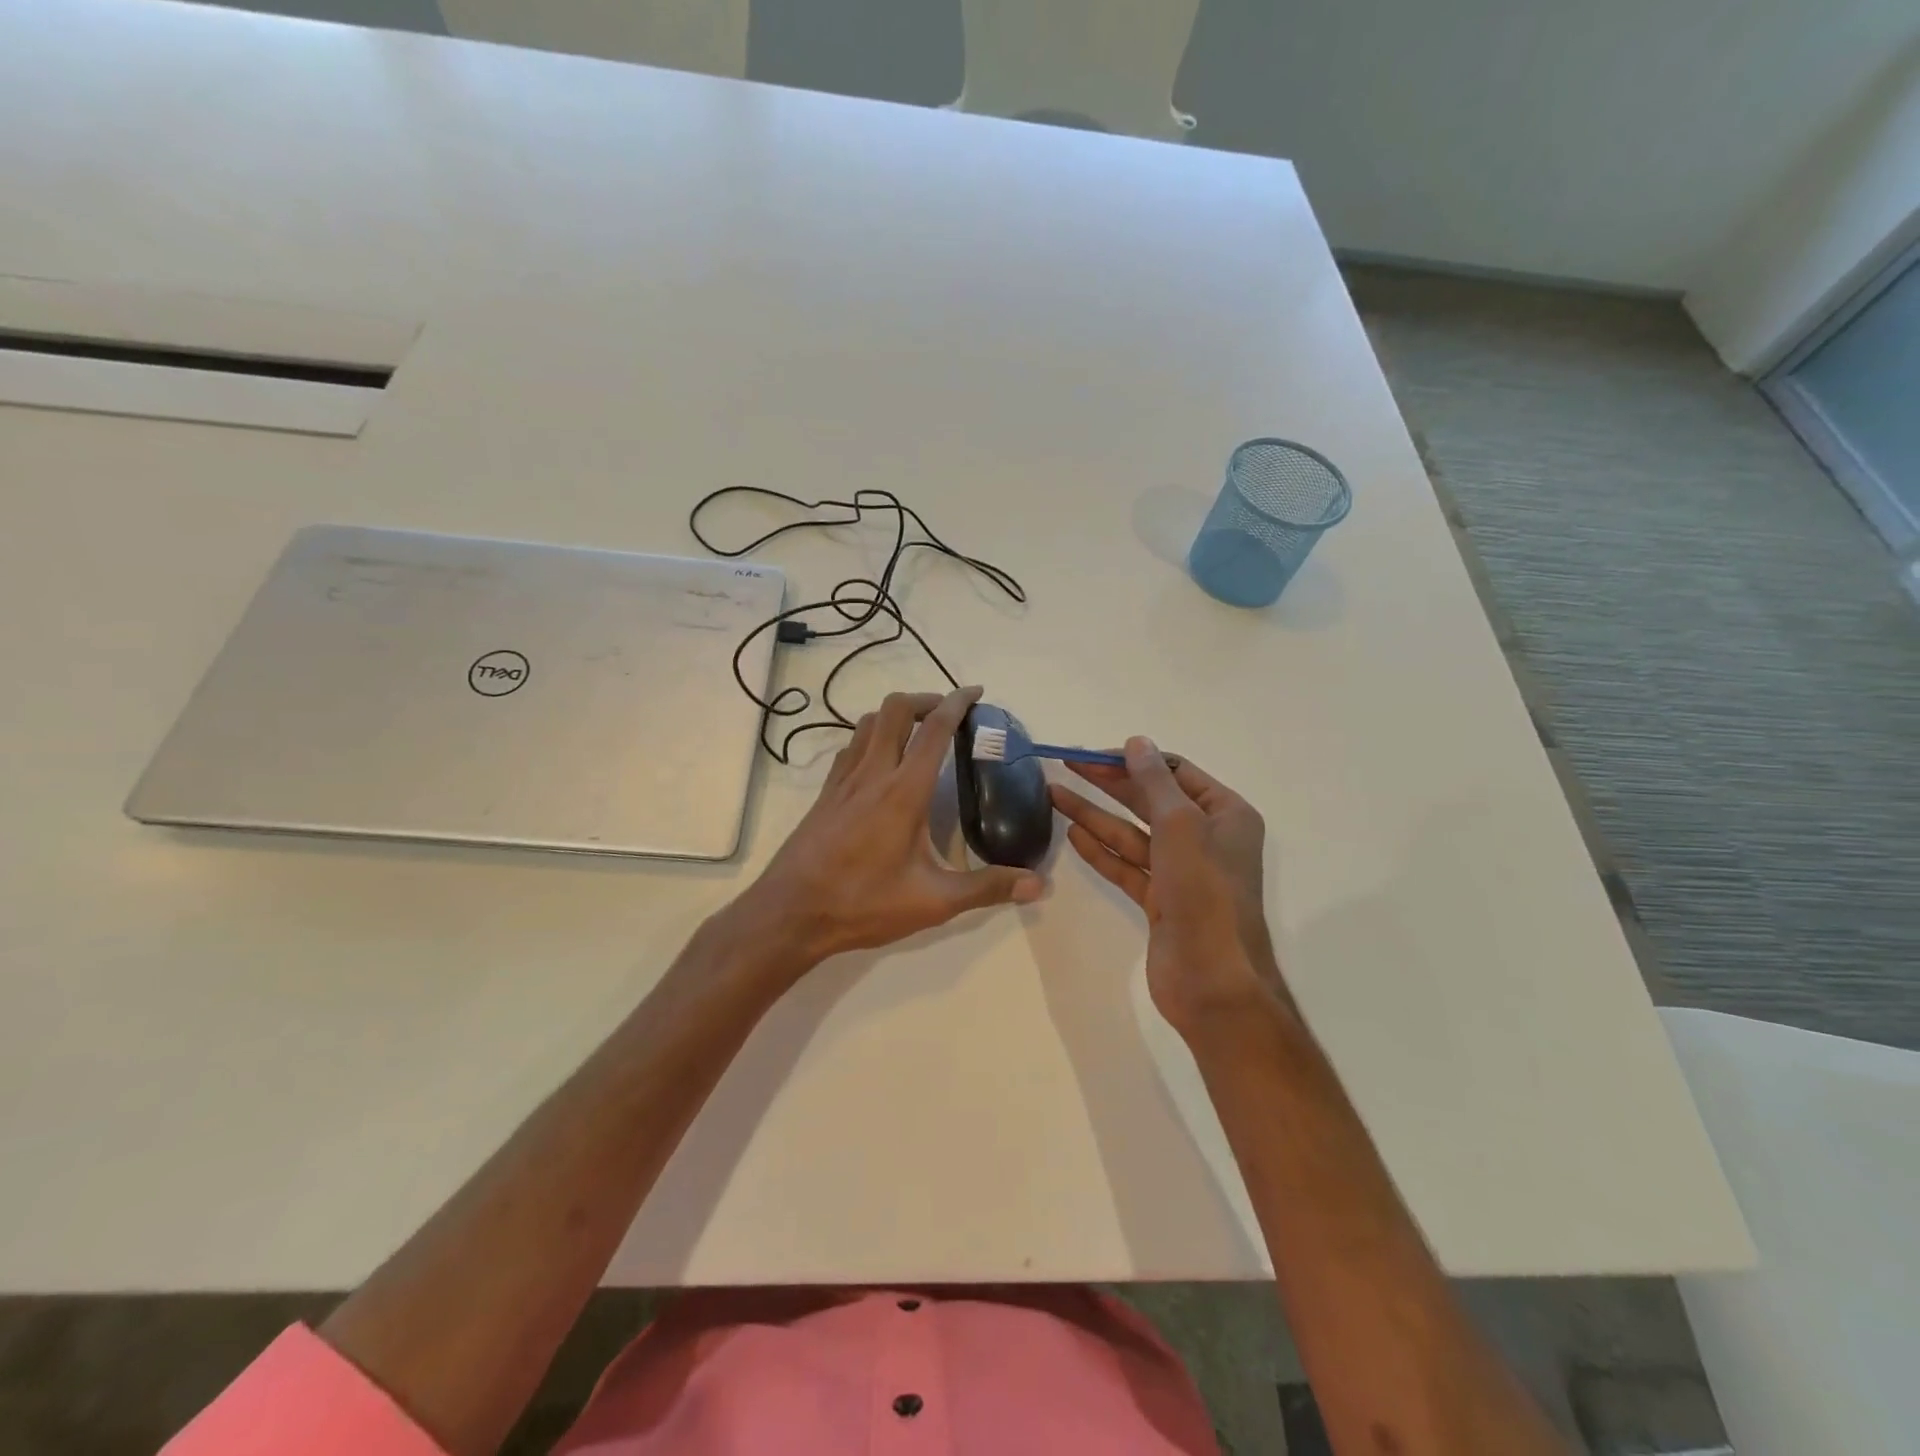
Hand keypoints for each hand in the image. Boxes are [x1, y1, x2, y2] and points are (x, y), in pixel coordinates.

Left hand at [732, 687, 1044, 970]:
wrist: (790, 914)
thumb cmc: (863, 904)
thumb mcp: (933, 901)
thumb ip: (987, 888)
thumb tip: (1038, 884)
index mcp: (904, 791)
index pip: (935, 730)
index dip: (958, 703)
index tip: (976, 692)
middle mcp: (872, 773)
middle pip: (896, 710)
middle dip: (926, 700)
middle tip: (950, 713)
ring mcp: (843, 781)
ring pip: (868, 723)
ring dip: (897, 715)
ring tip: (919, 732)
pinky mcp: (825, 794)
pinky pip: (850, 747)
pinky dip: (872, 737)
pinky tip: (880, 763)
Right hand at [1049, 739, 1287, 1034]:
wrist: (1212, 980)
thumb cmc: (1204, 892)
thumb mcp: (1180, 825)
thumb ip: (1154, 781)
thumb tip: (1136, 742)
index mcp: (1225, 814)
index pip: (1175, 772)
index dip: (1134, 760)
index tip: (1094, 755)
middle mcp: (1206, 838)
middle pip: (1150, 800)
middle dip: (1109, 783)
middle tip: (1066, 766)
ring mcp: (1182, 872)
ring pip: (1132, 834)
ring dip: (1095, 814)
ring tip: (1053, 794)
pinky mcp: (1160, 901)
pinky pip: (1127, 866)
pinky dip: (1101, 850)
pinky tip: (1072, 833)